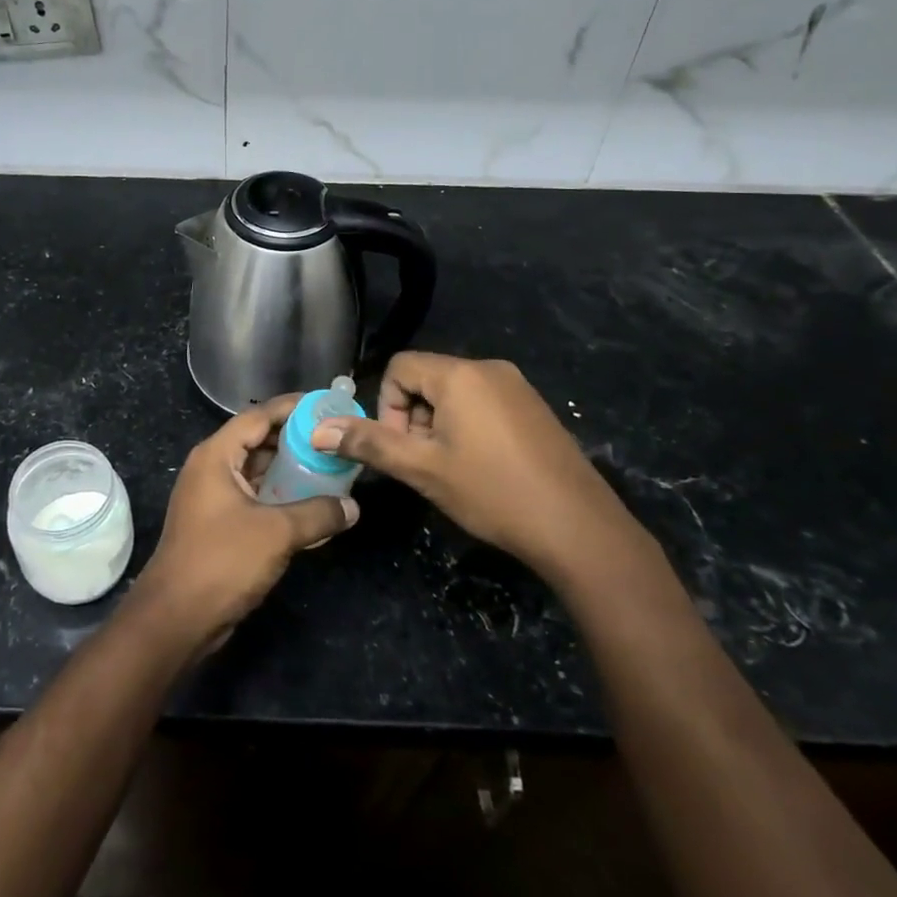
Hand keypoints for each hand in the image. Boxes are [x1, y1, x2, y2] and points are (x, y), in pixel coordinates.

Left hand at [130, 397, 357, 649]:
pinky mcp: (218, 523)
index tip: (326, 405)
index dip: (292, 408)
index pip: (258, 416)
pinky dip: (279, 495)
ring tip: (329, 468)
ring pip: (257, 471)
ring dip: (289, 469)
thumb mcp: (277, 533)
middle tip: (334, 439)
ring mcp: (212, 497)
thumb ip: (318, 514)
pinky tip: (310, 504)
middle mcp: (211, 468)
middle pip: (258, 440)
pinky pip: (253, 496)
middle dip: (295, 439)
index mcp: (216, 455)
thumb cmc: (222, 561)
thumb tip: (352, 507)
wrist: (176, 618)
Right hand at [312, 353, 642, 583]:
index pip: (400, 367)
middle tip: (425, 464)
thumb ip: (369, 443)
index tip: (402, 448)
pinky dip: (468, 428)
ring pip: (455, 394)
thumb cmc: (492, 492)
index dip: (388, 406)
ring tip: (453, 471)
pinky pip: (484, 403)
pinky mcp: (535, 408)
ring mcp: (517, 387)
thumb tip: (318, 430)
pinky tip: (483, 469)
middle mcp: (488, 368)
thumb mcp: (422, 469)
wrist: (579, 528)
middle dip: (413, 418)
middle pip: (427, 379)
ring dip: (439, 426)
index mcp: (459, 374)